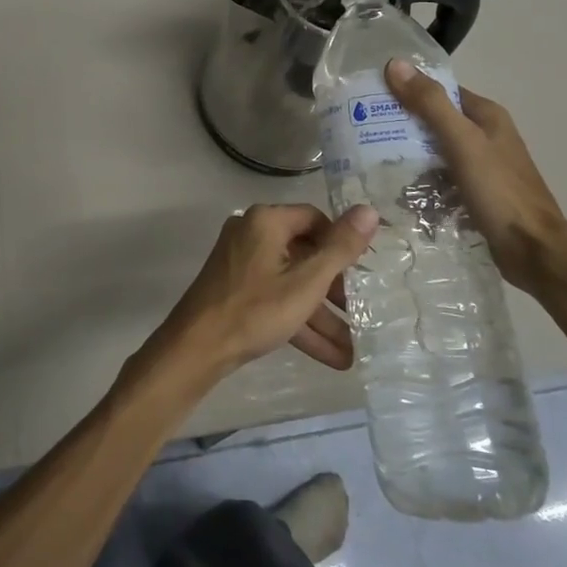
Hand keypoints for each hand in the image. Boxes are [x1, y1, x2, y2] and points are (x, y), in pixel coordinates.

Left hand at [148, 204, 379, 381]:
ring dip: (321, 315)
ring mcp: (241, 264)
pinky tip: (332, 356)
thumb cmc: (255, 309)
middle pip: (304, 254)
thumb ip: (340, 248)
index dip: (342, 243)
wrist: (196, 348)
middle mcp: (251, 234)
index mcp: (266, 221)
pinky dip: (299, 322)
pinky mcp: (236, 290)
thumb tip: (369, 210)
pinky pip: (276, 299)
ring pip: (292, 283)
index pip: (315, 219)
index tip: (363, 271)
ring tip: (354, 349)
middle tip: (362, 312)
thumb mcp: (306, 281)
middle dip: (335, 290)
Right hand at [384, 58, 566, 293]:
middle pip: (436, 121)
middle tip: (365, 131)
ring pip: (436, 152)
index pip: (440, 91)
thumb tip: (395, 64)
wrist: (534, 251)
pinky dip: (423, 182)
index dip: (408, 90)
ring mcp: (482, 166)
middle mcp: (486, 135)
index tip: (372, 98)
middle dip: (403, 126)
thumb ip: (430, 104)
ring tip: (373, 162)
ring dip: (410, 156)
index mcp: (486, 115)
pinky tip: (399, 191)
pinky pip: (441, 179)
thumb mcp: (461, 142)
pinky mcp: (477, 193)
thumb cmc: (499, 191)